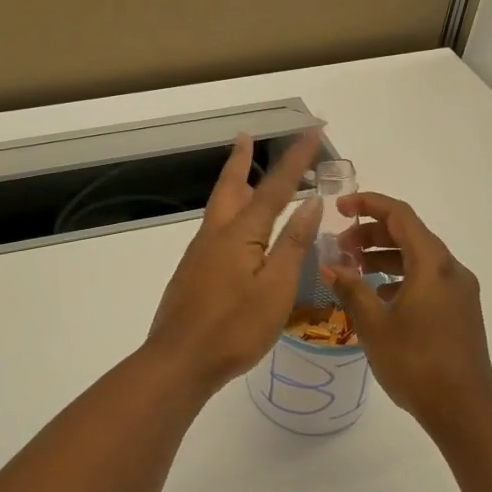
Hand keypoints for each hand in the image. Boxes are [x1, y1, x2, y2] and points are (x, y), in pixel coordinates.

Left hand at [145, 131, 323, 398]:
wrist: (179, 361)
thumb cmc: (234, 329)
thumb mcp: (276, 289)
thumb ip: (293, 245)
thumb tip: (310, 202)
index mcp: (240, 235)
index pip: (275, 188)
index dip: (296, 159)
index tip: (312, 131)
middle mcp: (215, 235)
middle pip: (231, 187)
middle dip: (242, 160)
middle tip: (247, 137)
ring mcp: (199, 254)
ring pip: (219, 207)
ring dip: (233, 184)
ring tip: (245, 174)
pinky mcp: (193, 273)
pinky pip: (215, 229)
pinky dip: (229, 213)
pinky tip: (236, 231)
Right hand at [323, 193, 491, 436]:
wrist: (464, 411)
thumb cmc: (416, 363)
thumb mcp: (374, 324)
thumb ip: (351, 288)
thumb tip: (330, 265)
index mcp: (433, 264)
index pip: (400, 215)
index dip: (368, 204)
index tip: (339, 207)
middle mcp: (451, 270)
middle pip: (410, 234)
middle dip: (371, 234)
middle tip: (339, 247)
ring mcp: (460, 291)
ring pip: (418, 258)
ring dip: (384, 256)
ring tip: (353, 270)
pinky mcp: (461, 311)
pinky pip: (427, 279)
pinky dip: (400, 276)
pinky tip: (378, 296)